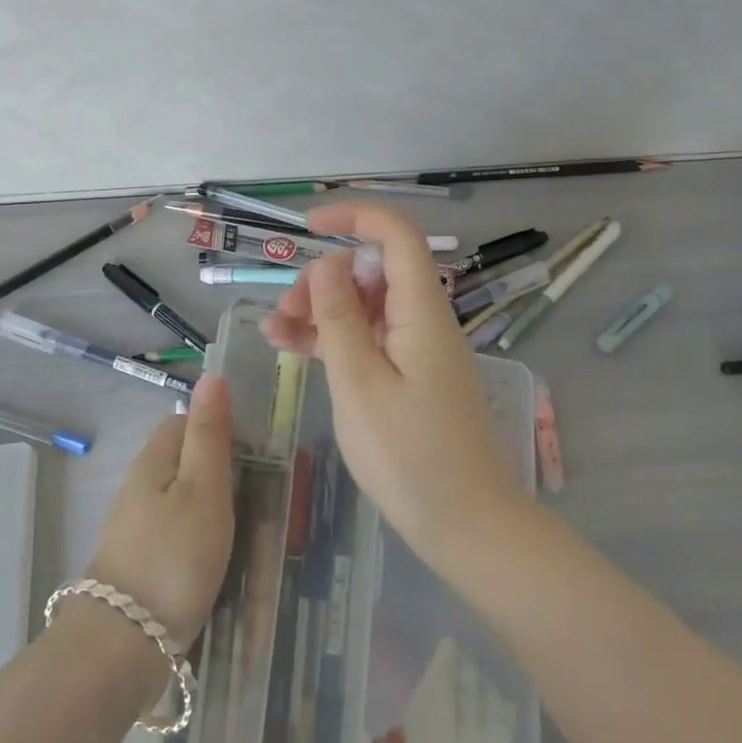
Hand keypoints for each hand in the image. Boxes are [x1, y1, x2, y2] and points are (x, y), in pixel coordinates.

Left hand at [85, 375, 234, 646]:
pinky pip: (172, 531)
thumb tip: (212, 375)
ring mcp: (133, 527)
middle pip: (179, 459)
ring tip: (241, 526)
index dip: (217, 425)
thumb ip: (209, 433)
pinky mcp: (137, 563)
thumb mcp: (204, 488)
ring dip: (207, 504)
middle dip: (215, 466)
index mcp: (153, 460)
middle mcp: (137, 486)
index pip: (183, 420)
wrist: (122, 647)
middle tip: (254, 490)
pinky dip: (195, 536)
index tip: (252, 448)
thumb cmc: (174, 557)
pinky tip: (213, 557)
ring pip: (177, 497)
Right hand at [260, 203, 526, 573]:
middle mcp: (423, 319)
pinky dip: (332, 339)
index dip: (356, 217)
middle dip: (324, 278)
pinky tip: (291, 348)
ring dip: (320, 311)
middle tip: (285, 312)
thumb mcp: (360, 384)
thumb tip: (329, 263)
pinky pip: (368, 340)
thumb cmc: (411, 457)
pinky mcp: (409, 375)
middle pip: (372, 271)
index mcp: (421, 311)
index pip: (397, 236)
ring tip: (274, 332)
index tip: (309, 226)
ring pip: (364, 306)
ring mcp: (417, 348)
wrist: (467, 526)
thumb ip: (340, 319)